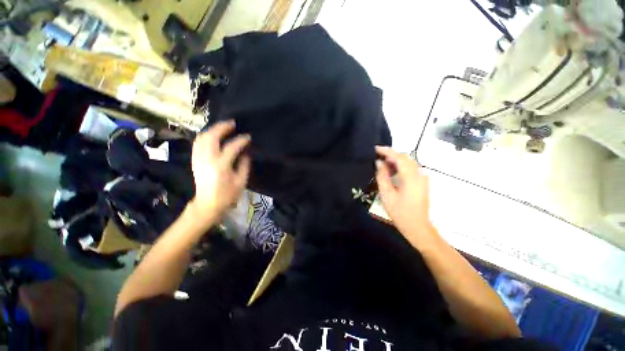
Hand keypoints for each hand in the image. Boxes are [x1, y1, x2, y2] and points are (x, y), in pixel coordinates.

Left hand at [189, 120, 250, 220]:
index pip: (231, 147)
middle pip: (211, 137)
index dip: (241, 140)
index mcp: (220, 166)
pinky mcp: (195, 161)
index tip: (248, 137)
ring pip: (202, 138)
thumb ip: (244, 165)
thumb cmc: (227, 195)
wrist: (207, 205)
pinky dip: (205, 136)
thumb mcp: (241, 181)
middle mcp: (207, 159)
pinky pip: (198, 143)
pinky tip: (212, 135)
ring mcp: (198, 159)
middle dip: (222, 127)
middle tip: (232, 123)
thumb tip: (246, 152)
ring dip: (212, 130)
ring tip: (223, 127)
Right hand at [375, 146, 432, 242]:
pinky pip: (411, 169)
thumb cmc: (400, 212)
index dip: (387, 151)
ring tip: (382, 164)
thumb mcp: (387, 195)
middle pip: (406, 158)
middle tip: (377, 157)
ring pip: (409, 163)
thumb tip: (379, 163)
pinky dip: (401, 167)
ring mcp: (423, 179)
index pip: (400, 158)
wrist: (418, 227)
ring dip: (396, 161)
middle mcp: (420, 175)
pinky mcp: (422, 183)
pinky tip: (392, 172)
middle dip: (391, 155)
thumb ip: (382, 176)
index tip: (376, 149)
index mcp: (411, 178)